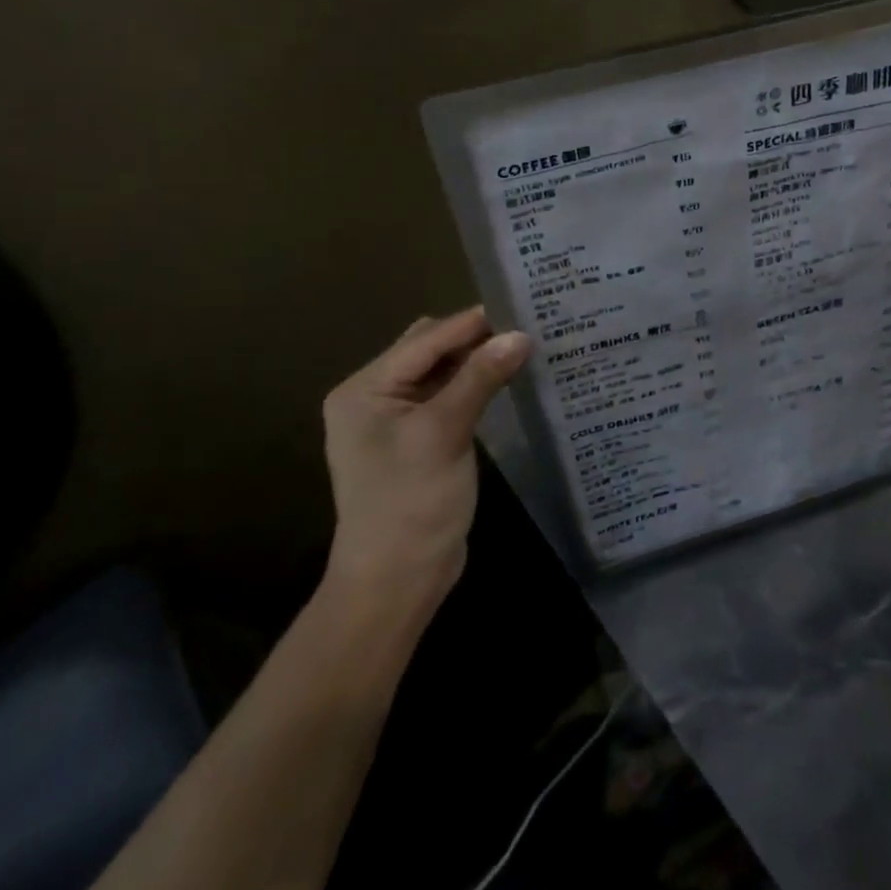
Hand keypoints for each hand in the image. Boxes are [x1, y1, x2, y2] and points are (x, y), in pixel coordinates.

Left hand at [319, 307, 530, 616]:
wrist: (395, 583)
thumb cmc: (411, 504)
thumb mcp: (444, 433)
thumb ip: (480, 378)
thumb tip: (520, 335)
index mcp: (365, 389)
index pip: (426, 340)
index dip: (472, 323)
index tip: (520, 306)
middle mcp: (374, 396)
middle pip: (430, 350)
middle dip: (475, 338)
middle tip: (526, 327)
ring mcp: (395, 420)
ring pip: (441, 373)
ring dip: (477, 361)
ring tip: (523, 347)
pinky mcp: (417, 441)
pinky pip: (447, 398)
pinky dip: (474, 386)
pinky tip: (506, 380)